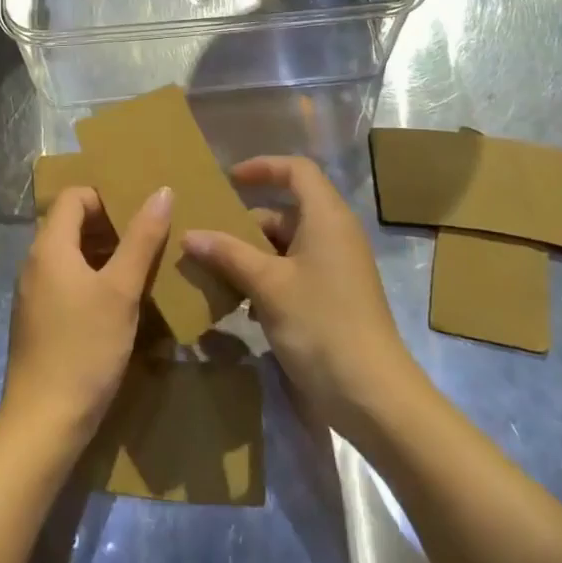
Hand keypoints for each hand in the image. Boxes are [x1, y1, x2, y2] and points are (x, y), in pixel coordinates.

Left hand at [0, 184, 171, 446]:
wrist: (44, 423)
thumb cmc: (85, 348)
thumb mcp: (121, 290)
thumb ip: (142, 239)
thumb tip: (161, 191)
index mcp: (49, 247)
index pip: (74, 196)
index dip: (106, 197)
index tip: (139, 215)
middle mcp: (35, 263)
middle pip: (71, 223)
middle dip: (110, 225)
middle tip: (148, 239)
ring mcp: (34, 293)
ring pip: (71, 254)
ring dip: (105, 254)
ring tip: (141, 268)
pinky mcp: (39, 320)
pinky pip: (67, 281)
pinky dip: (93, 279)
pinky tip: (120, 302)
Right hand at [183, 156, 423, 440]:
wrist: (371, 395)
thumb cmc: (320, 323)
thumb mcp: (268, 285)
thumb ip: (228, 254)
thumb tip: (190, 234)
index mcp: (326, 217)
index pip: (297, 171)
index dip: (263, 167)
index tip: (229, 181)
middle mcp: (334, 235)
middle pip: (286, 211)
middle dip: (246, 222)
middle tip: (207, 237)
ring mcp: (335, 269)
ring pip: (286, 246)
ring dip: (251, 256)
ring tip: (213, 271)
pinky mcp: (333, 299)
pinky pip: (294, 273)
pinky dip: (266, 280)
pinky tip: (239, 304)